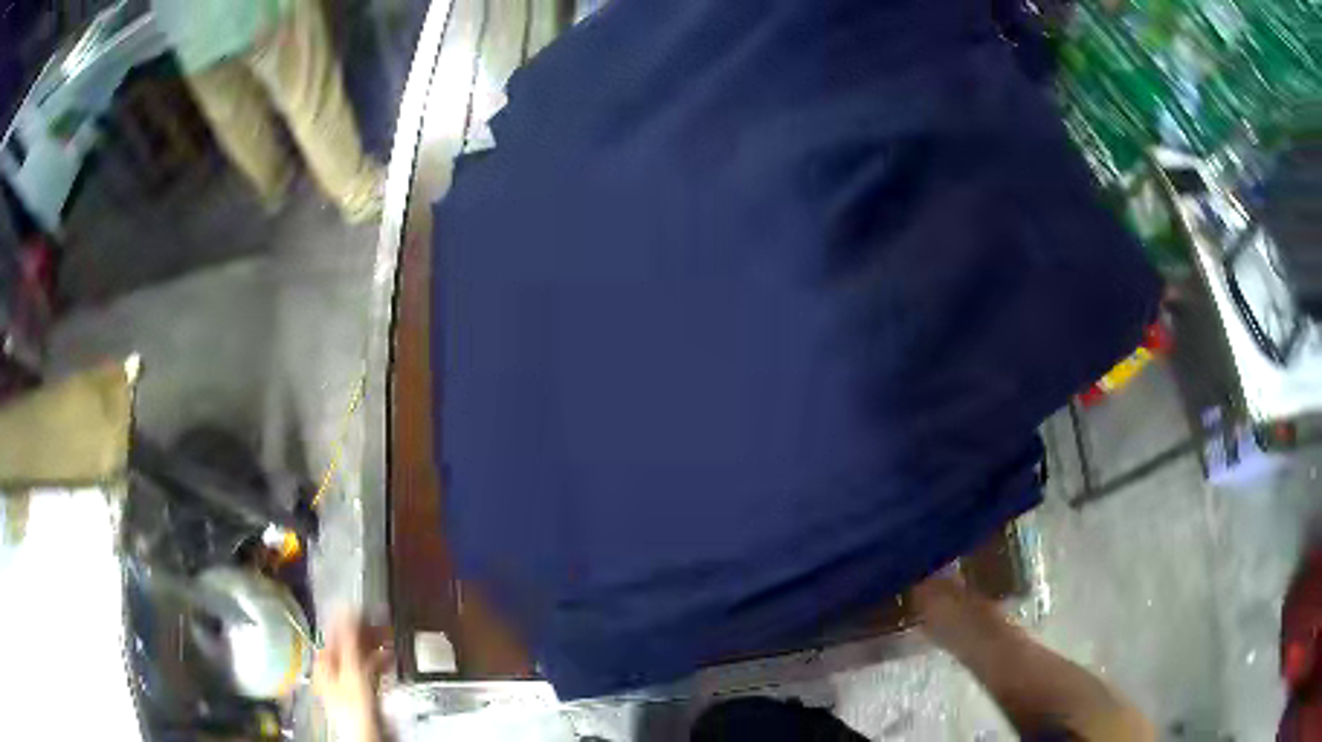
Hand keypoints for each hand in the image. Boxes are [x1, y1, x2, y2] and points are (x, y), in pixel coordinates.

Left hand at [312, 613, 391, 741]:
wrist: (368, 735)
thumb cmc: (354, 707)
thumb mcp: (352, 671)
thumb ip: (349, 641)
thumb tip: (345, 610)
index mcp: (323, 662)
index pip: (332, 631)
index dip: (347, 617)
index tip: (362, 606)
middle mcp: (332, 669)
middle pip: (348, 643)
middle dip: (365, 632)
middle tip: (380, 621)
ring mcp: (347, 681)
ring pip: (360, 656)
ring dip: (375, 646)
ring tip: (389, 637)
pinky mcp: (362, 691)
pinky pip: (370, 670)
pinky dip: (379, 662)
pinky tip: (389, 658)